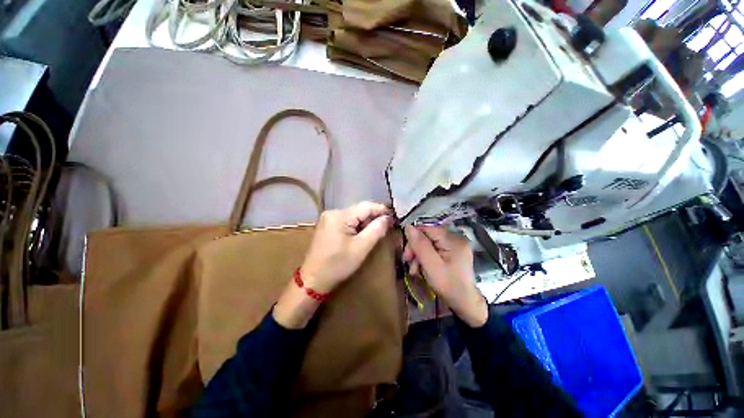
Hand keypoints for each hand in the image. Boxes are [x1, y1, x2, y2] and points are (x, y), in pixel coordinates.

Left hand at [274, 202, 391, 328]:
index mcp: (340, 216)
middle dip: (374, 218)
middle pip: (359, 210)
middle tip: (387, 227)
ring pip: (354, 216)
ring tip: (376, 232)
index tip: (394, 217)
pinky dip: (357, 227)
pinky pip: (347, 222)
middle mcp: (333, 212)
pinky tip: (362, 235)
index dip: (382, 210)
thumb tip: (387, 218)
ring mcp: (328, 218)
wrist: (313, 280)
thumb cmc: (338, 265)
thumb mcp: (361, 248)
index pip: (366, 206)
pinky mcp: (327, 225)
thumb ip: (376, 230)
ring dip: (366, 223)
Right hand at [403, 226, 487, 327]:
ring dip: (418, 254)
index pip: (427, 228)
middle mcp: (455, 238)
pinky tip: (420, 267)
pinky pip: (434, 248)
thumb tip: (408, 226)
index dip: (414, 236)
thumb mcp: (431, 266)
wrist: (465, 303)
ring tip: (413, 269)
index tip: (406, 252)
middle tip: (407, 261)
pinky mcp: (451, 251)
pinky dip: (425, 257)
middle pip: (427, 235)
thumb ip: (420, 245)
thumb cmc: (449, 286)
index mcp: (453, 240)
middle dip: (415, 247)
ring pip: (428, 242)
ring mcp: (454, 245)